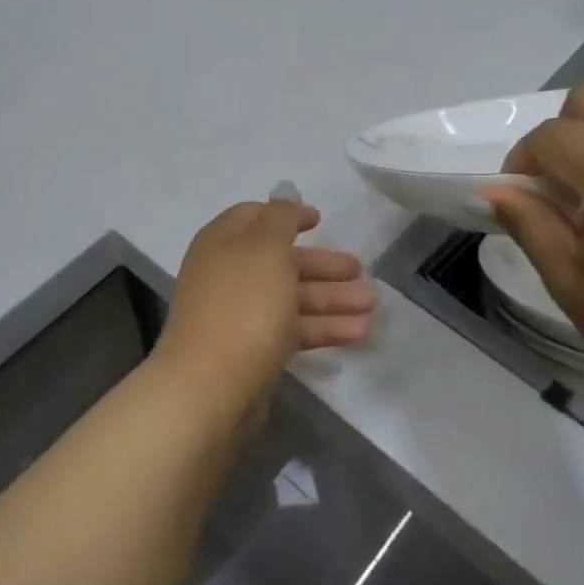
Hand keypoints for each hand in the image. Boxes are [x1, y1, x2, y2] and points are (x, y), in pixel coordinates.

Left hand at [154, 199, 376, 421]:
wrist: (210, 388)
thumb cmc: (243, 306)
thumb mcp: (266, 249)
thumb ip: (280, 219)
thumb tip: (284, 195)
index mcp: (223, 243)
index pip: (255, 217)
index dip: (288, 215)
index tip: (320, 220)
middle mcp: (228, 275)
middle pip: (281, 261)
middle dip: (323, 266)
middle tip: (362, 271)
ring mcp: (238, 315)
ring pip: (292, 298)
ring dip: (333, 300)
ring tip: (373, 306)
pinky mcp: (252, 351)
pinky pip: (293, 330)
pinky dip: (324, 329)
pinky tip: (359, 334)